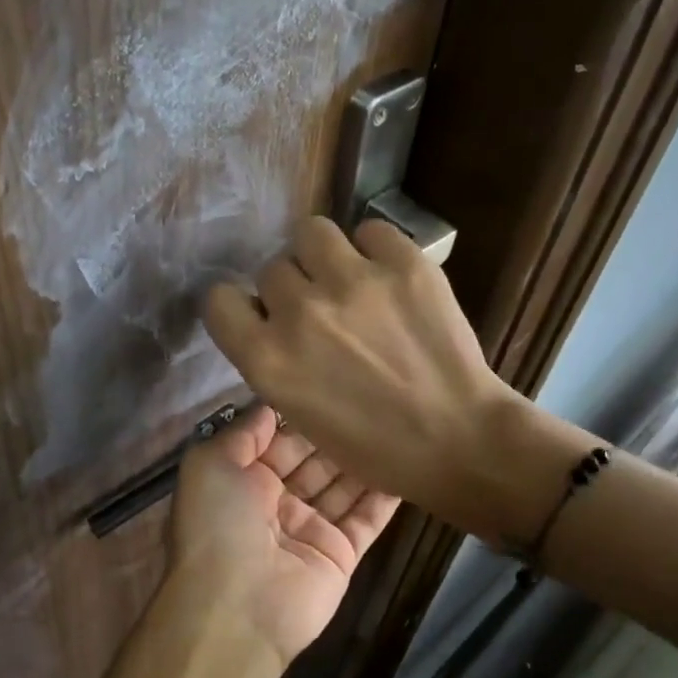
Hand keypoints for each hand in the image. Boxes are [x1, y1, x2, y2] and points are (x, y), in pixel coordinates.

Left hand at [169, 405, 398, 665]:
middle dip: (336, 434)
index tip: (332, 385)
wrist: (237, 607)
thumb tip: (269, 404)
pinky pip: (367, 518)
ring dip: (363, 458)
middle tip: (373, 398)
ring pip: (342, 486)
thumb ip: (243, 431)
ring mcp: (310, 529)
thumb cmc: (218, 524)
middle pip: (313, 460)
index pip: (277, 441)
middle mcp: (276, 502)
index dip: (300, 416)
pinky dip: (386, 495)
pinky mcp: (341, 554)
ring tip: (395, 421)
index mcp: (242, 480)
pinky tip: (407, 462)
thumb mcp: (210, 463)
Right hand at [203, 217, 523, 533]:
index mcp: (268, 360)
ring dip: (323, 256)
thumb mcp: (299, 413)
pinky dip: (375, 251)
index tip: (260, 314)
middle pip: (272, 269)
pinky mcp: (403, 263)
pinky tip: (390, 279)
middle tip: (324, 312)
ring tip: (350, 279)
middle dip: (293, 289)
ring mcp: (353, 282)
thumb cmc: (375, 446)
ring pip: (311, 233)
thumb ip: (275, 360)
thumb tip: (274, 318)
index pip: (219, 300)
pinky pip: (369, 231)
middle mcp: (300, 313)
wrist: (458, 440)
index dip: (238, 306)